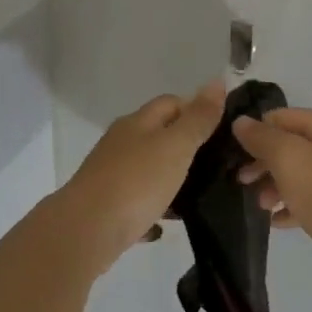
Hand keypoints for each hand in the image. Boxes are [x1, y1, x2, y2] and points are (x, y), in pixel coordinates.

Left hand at [58, 82, 225, 274]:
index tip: (223, 131)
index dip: (196, 110)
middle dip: (187, 147)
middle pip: (159, 136)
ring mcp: (111, 175)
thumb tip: (217, 81)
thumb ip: (198, 118)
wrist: (87, 230)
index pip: (171, 102)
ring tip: (200, 196)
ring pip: (148, 171)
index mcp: (137, 123)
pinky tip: (167, 223)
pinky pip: (138, 203)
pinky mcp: (107, 206)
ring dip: (171, 181)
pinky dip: (154, 209)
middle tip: (218, 165)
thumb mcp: (176, 145)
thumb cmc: (136, 181)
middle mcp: (121, 144)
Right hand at [233, 108, 311, 303]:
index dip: (257, 131)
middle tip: (242, 181)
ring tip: (261, 206)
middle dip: (265, 162)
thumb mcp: (288, 157)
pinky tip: (277, 221)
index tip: (234, 154)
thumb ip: (262, 137)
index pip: (285, 117)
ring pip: (303, 174)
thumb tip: (241, 122)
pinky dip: (293, 206)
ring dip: (276, 186)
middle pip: (294, 145)